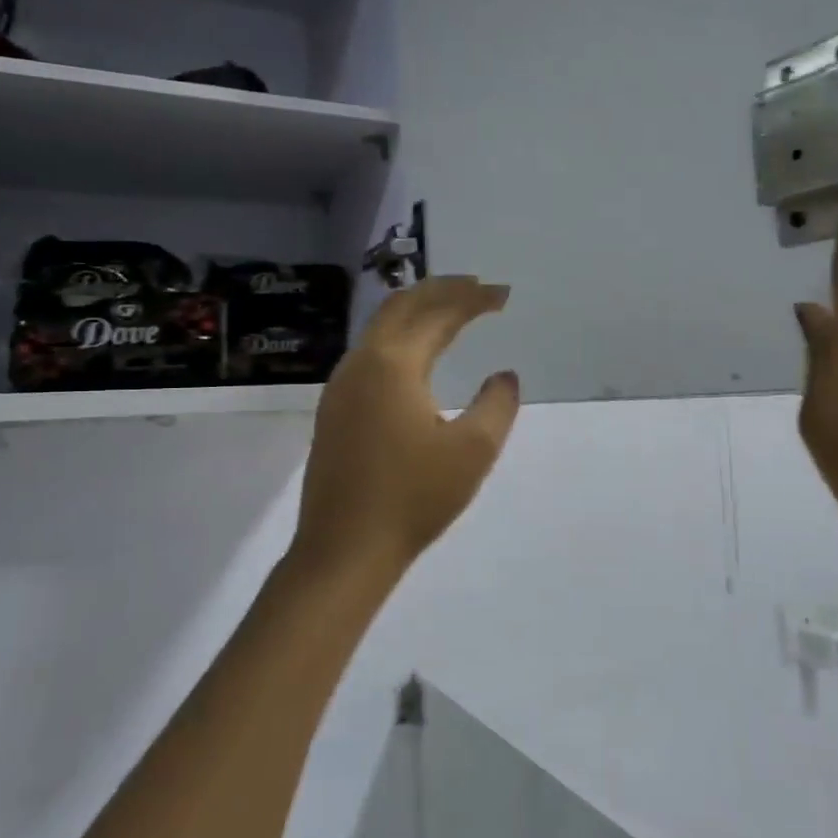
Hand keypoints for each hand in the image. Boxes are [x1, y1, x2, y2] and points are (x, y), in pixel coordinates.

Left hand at [289, 276, 520, 584]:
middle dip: (441, 290)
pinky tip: (416, 357)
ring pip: (380, 328)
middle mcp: (361, 363)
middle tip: (477, 288)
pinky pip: (370, 353)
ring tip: (451, 313)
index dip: (473, 299)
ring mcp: (341, 386)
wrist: (344, 549)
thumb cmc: (413, 498)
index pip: (438, 314)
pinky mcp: (334, 410)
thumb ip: (497, 405)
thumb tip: (504, 376)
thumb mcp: (473, 451)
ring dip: (417, 312)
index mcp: (393, 364)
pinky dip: (400, 338)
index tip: (503, 295)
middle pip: (401, 306)